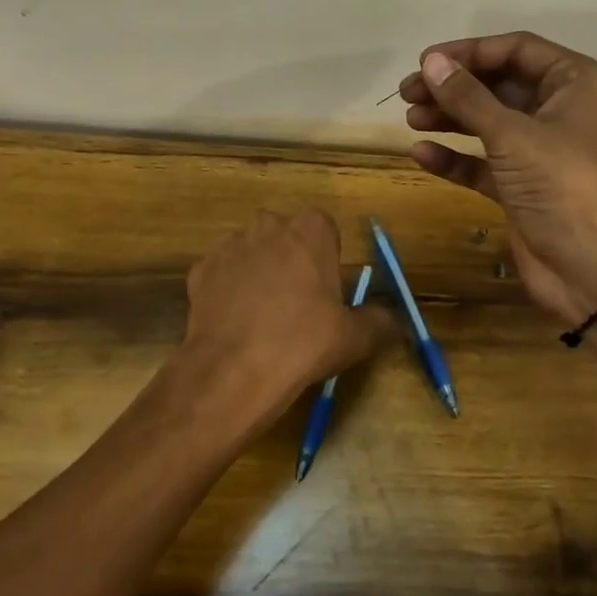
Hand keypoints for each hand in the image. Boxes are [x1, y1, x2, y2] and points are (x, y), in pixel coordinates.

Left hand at [174, 208, 394, 434]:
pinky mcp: (200, 270)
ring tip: (263, 317)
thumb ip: (380, 321)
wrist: (234, 370)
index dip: (326, 257)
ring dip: (258, 273)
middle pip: (285, 236)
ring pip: (251, 253)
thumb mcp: (355, 337)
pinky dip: (228, 292)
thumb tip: (396, 321)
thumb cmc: (304, 342)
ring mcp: (229, 245)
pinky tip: (235, 324)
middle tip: (298, 304)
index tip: (326, 289)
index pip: (324, 228)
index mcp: (310, 230)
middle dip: (291, 260)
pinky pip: (222, 275)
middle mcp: (268, 226)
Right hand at [395, 32, 596, 322]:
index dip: (470, 52)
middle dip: (453, 87)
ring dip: (450, 118)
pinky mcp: (521, 184)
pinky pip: (483, 161)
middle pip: (499, 85)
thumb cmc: (558, 183)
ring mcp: (540, 149)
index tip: (427, 61)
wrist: (586, 265)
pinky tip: (423, 154)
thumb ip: (467, 97)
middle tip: (408, 91)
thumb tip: (430, 63)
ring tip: (410, 118)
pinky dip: (456, 156)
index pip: (517, 50)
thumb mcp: (510, 134)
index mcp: (575, 83)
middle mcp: (560, 110)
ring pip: (488, 122)